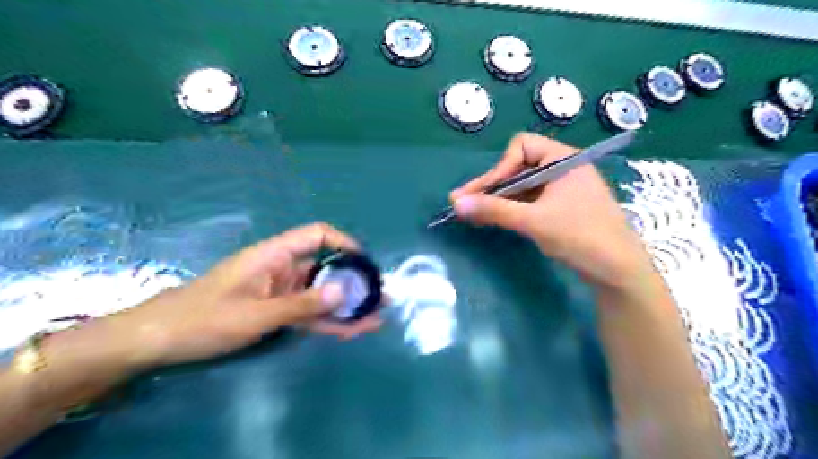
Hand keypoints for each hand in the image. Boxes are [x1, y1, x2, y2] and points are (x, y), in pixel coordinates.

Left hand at [109, 220, 382, 367]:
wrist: (158, 340)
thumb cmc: (203, 319)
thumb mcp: (255, 314)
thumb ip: (301, 304)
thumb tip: (344, 291)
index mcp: (274, 255)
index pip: (317, 234)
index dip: (344, 242)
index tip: (365, 263)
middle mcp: (282, 268)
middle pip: (326, 266)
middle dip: (354, 279)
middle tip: (380, 295)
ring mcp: (281, 290)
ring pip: (321, 292)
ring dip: (346, 304)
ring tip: (376, 315)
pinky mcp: (277, 310)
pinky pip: (309, 312)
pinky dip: (328, 320)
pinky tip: (351, 329)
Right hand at [450, 132, 656, 289]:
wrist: (619, 272)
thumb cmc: (580, 237)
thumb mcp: (533, 221)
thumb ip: (494, 210)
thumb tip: (456, 203)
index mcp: (563, 159)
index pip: (521, 147)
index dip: (499, 168)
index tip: (482, 193)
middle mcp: (563, 169)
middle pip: (518, 167)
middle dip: (492, 185)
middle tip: (463, 203)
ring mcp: (563, 189)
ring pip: (522, 186)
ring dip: (498, 198)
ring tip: (473, 213)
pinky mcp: (561, 208)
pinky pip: (530, 200)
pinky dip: (511, 208)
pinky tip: (494, 219)